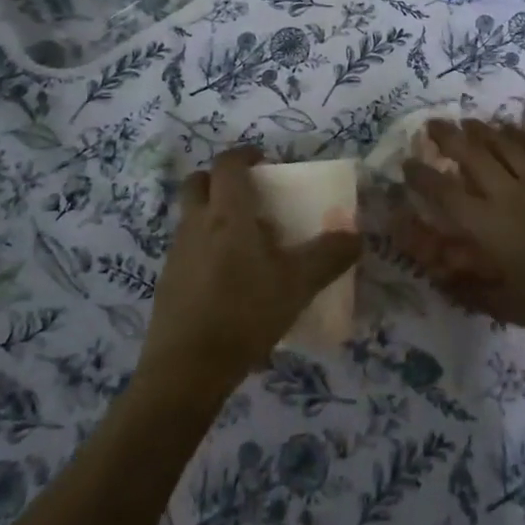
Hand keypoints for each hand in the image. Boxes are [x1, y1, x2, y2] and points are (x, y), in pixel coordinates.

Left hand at [137, 147, 360, 396]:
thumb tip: (356, 236)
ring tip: (246, 242)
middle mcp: (196, 225)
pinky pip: (188, 249)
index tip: (264, 159)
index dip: (244, 154)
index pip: (227, 164)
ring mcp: (177, 254)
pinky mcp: (168, 282)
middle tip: (249, 194)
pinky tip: (230, 280)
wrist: (186, 370)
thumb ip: (329, 256)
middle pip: (198, 183)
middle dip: (219, 179)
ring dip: (213, 214)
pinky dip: (206, 248)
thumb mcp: (298, 285)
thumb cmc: (244, 313)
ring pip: (191, 216)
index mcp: (227, 214)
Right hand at [394, 119, 524, 347]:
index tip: (408, 163)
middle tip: (432, 124)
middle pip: (472, 156)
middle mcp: (508, 195)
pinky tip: (512, 129)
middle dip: (448, 137)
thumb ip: (469, 290)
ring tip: (467, 121)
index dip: (422, 177)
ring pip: (504, 146)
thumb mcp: (506, 306)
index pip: (445, 193)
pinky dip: (523, 137)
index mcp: (488, 226)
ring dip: (482, 130)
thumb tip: (438, 278)